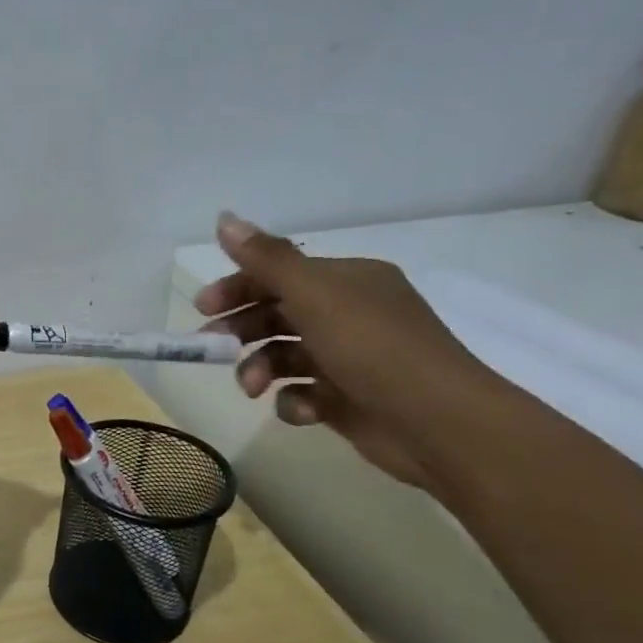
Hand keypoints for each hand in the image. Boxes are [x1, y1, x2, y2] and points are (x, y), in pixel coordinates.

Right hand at [193, 213, 508, 488]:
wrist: (438, 423)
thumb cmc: (373, 348)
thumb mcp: (315, 295)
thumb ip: (267, 259)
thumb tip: (223, 218)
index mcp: (347, 281)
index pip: (280, 274)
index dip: (238, 286)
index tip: (203, 307)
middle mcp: (348, 314)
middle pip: (276, 314)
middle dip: (241, 330)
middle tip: (211, 347)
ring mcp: (347, 359)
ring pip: (283, 356)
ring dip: (260, 369)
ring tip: (253, 389)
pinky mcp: (346, 400)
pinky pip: (302, 393)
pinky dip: (294, 401)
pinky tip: (303, 410)